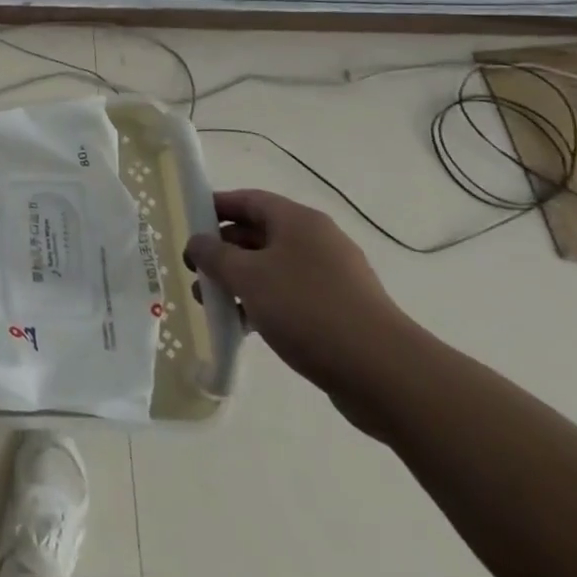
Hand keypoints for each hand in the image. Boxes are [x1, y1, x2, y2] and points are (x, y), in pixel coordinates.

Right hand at [185, 189, 421, 430]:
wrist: (387, 376)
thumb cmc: (309, 310)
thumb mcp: (248, 277)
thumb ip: (215, 255)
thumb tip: (197, 242)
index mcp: (298, 221)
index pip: (248, 199)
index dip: (215, 207)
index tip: (188, 225)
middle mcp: (317, 242)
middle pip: (258, 234)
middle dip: (223, 252)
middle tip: (196, 274)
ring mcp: (333, 278)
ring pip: (273, 269)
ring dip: (240, 282)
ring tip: (214, 307)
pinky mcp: (341, 313)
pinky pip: (291, 297)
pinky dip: (265, 305)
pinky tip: (246, 328)